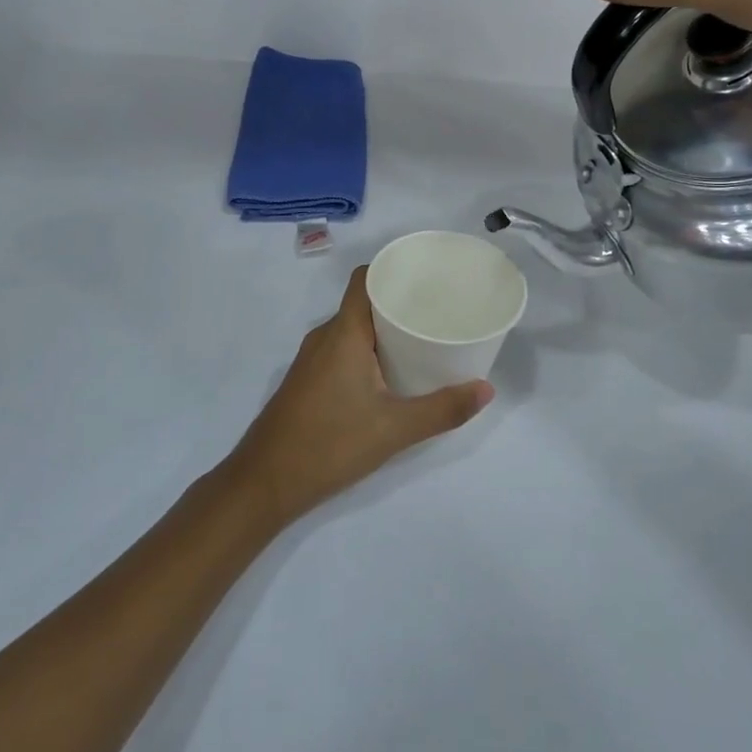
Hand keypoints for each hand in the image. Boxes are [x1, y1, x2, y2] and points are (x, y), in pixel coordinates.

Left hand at [224, 267, 494, 528]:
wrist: (265, 482)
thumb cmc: (330, 444)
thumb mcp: (394, 429)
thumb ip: (442, 409)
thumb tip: (486, 390)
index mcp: (344, 333)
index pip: (365, 279)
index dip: (392, 269)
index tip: (427, 276)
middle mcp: (325, 336)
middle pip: (363, 302)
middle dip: (398, 302)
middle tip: (438, 310)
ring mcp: (312, 359)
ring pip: (352, 328)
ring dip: (383, 329)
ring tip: (421, 338)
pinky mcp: (308, 380)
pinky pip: (342, 348)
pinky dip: (367, 349)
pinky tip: (390, 372)